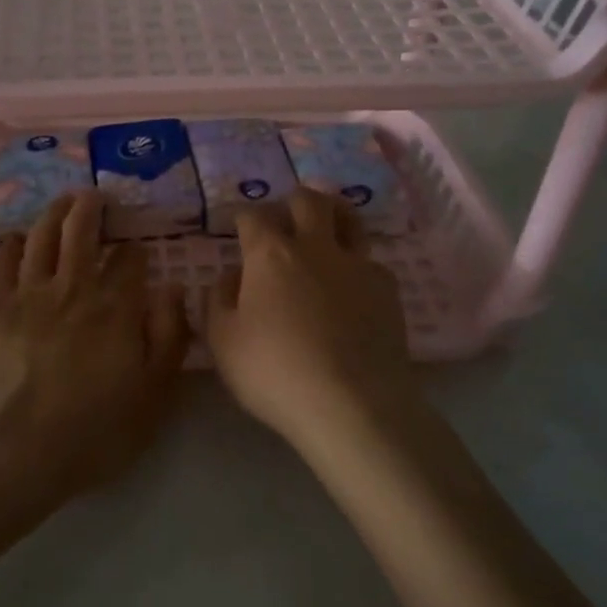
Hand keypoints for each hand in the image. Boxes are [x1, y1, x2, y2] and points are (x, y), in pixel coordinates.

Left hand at [0, 192, 188, 505]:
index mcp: (115, 307)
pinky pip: (2, 261)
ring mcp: (28, 293)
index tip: (135, 247)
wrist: (14, 452)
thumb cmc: (93, 432)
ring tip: (62, 201)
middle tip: (95, 196)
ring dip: (54, 213)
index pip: (128, 260)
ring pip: (42, 237)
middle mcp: (73, 287)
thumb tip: (173, 289)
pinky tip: (16, 239)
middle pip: (81, 232)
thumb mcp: (154, 395)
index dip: (133, 249)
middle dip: (91, 209)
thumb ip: (169, 337)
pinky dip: (12, 244)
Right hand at [206, 189, 415, 442]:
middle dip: (292, 201)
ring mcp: (356, 265)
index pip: (253, 215)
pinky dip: (357, 264)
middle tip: (285, 218)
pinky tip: (352, 285)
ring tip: (327, 226)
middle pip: (307, 201)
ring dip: (334, 214)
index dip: (243, 216)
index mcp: (270, 254)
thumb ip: (218, 300)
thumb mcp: (222, 342)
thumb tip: (231, 275)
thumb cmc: (275, 373)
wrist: (352, 405)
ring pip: (349, 218)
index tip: (239, 225)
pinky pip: (371, 261)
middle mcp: (315, 247)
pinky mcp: (388, 289)